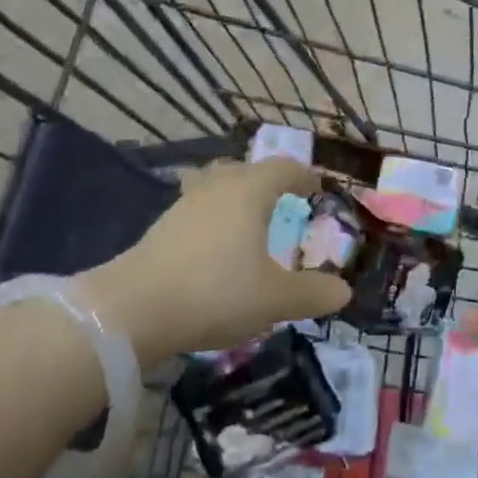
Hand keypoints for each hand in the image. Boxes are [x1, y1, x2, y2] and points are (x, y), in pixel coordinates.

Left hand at [73, 158, 351, 360]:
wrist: (133, 309)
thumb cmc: (215, 292)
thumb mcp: (274, 299)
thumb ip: (312, 293)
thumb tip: (343, 292)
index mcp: (249, 191)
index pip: (284, 168)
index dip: (304, 175)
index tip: (317, 188)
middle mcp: (217, 187)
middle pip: (247, 170)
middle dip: (268, 182)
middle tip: (283, 202)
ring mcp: (185, 204)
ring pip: (217, 186)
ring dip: (237, 198)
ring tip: (249, 223)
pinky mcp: (162, 227)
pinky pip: (198, 209)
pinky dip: (214, 218)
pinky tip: (215, 247)